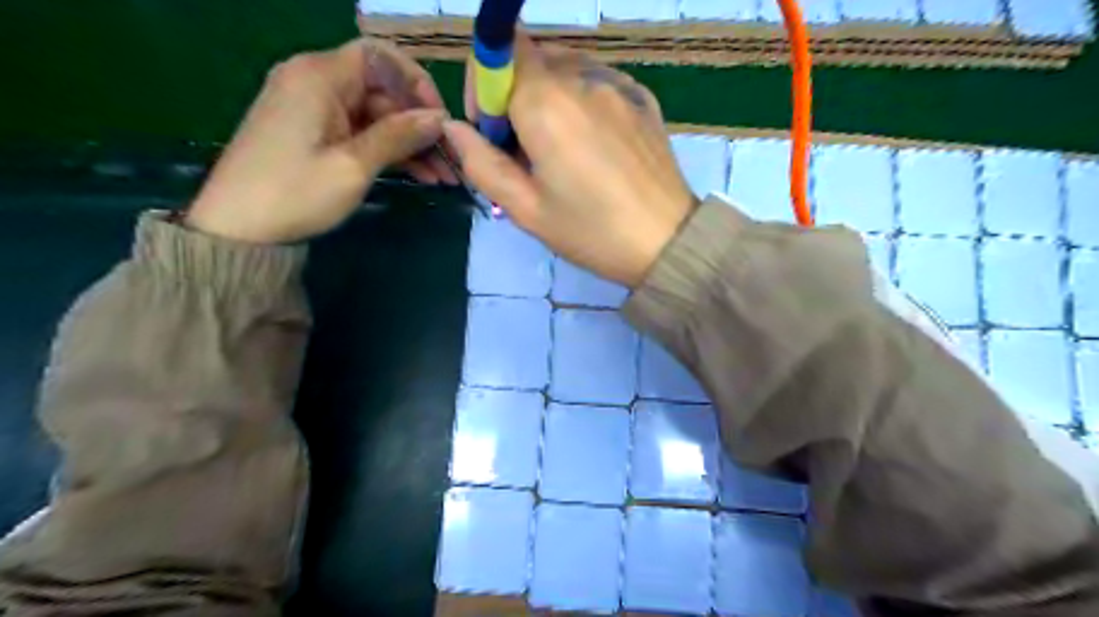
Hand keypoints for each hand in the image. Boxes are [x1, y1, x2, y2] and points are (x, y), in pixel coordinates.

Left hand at [185, 36, 452, 244]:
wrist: (237, 229)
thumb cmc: (295, 193)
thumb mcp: (354, 165)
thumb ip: (398, 136)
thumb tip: (439, 118)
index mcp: (319, 76)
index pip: (379, 56)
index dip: (416, 81)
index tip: (440, 118)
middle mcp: (315, 82)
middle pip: (381, 90)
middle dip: (419, 123)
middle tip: (451, 158)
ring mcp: (314, 109)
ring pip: (376, 116)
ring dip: (410, 143)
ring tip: (443, 175)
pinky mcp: (315, 133)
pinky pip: (361, 132)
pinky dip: (388, 150)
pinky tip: (419, 175)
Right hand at [440, 37, 688, 289]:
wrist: (667, 242)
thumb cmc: (591, 231)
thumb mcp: (526, 209)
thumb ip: (481, 163)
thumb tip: (453, 128)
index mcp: (546, 102)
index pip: (496, 53)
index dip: (483, 88)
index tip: (492, 133)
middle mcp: (582, 78)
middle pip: (530, 60)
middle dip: (513, 96)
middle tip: (523, 151)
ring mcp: (618, 84)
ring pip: (564, 68)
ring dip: (547, 98)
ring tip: (559, 149)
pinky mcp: (642, 97)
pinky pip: (596, 82)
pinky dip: (579, 100)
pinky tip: (591, 143)